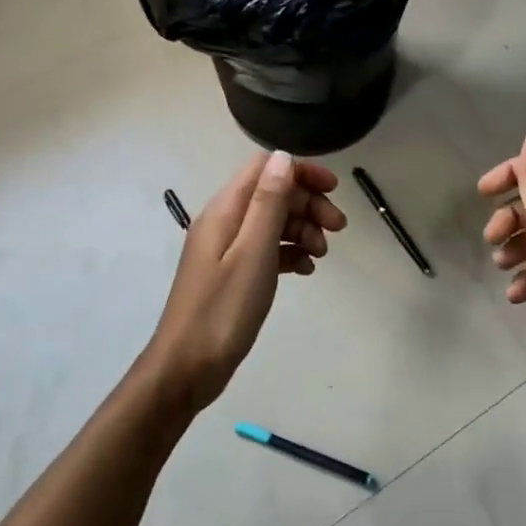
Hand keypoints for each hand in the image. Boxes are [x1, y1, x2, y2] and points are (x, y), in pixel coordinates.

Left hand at [144, 150, 346, 411]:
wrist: (187, 368)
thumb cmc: (223, 310)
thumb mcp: (253, 252)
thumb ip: (269, 203)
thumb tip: (283, 157)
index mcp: (225, 210)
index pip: (265, 168)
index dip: (301, 172)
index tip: (334, 190)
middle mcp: (224, 222)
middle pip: (272, 193)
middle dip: (308, 204)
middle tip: (338, 229)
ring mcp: (226, 249)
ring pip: (272, 222)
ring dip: (302, 229)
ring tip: (322, 254)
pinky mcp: (232, 273)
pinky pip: (267, 249)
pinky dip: (290, 253)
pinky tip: (306, 270)